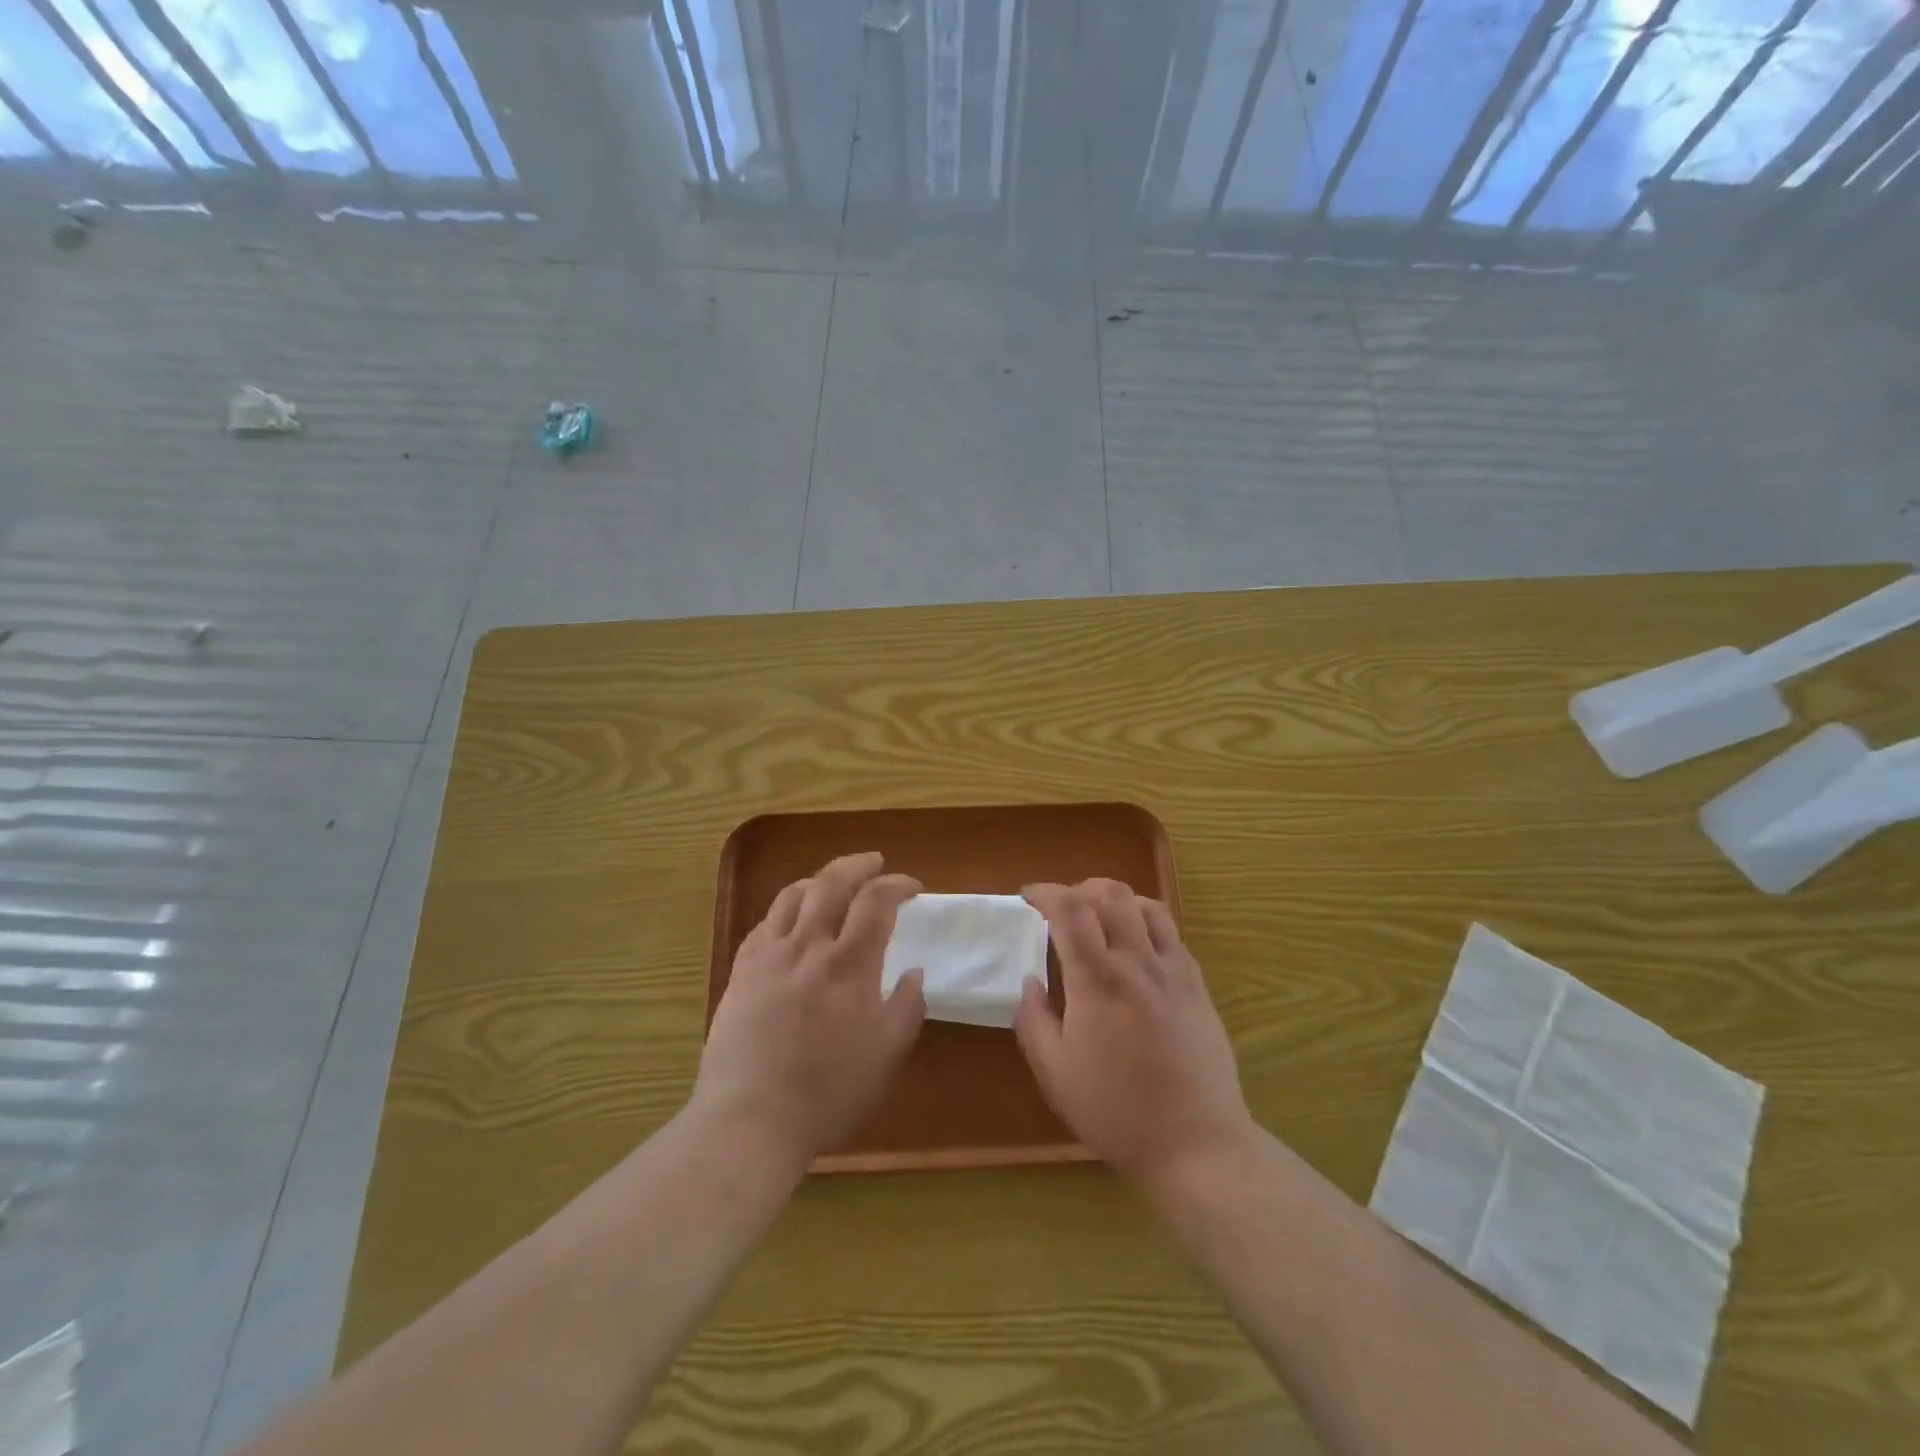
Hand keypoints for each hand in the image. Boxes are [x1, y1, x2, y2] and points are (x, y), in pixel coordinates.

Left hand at [693, 852, 925, 1169]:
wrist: (750, 1119)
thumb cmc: (828, 1092)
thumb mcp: (886, 1056)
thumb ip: (907, 1007)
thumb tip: (914, 972)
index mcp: (849, 964)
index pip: (877, 901)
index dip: (897, 884)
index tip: (913, 886)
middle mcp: (809, 946)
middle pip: (832, 882)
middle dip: (857, 864)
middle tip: (875, 862)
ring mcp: (769, 957)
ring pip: (792, 895)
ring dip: (818, 880)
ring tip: (832, 883)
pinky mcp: (741, 973)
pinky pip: (763, 924)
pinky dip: (783, 911)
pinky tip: (789, 921)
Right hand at [1015, 880, 1252, 1189]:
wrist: (1196, 1143)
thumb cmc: (1116, 1112)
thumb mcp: (1055, 1074)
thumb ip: (1033, 1020)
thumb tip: (1030, 982)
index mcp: (1097, 981)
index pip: (1070, 910)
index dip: (1046, 892)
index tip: (1028, 896)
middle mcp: (1137, 963)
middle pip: (1110, 895)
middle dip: (1079, 889)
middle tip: (1061, 908)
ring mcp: (1173, 971)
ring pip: (1145, 905)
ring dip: (1115, 898)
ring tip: (1099, 915)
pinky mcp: (1198, 985)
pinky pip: (1171, 931)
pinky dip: (1145, 919)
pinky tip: (1136, 943)